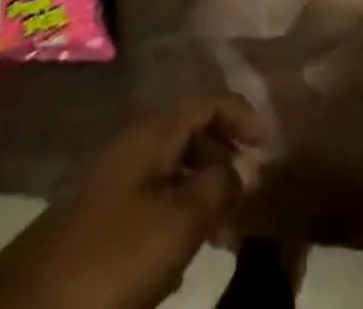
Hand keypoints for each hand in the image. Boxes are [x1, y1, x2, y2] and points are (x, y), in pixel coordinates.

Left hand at [0, 97, 262, 308]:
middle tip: (247, 192)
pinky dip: (174, 216)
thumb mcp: (176, 224)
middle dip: (221, 155)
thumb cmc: (108, 261)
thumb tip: (236, 169)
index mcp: (149, 134)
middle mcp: (129, 146)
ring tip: (221, 230)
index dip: (240, 114)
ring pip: (168, 170)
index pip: (205, 101)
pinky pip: (149, 202)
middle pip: (187, 132)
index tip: (268, 144)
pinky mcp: (94, 222)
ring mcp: (108, 183)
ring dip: (199, 190)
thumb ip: (215, 187)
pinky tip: (180, 258)